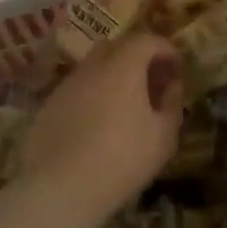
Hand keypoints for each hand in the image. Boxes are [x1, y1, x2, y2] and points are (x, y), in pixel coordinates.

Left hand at [20, 33, 183, 222]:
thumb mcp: (163, 137)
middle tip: (153, 82)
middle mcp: (93, 66)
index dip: (166, 50)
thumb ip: (172, 104)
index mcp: (123, 66)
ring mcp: (67, 84)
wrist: (61, 187)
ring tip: (127, 103)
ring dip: (114, 75)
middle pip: (119, 46)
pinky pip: (78, 88)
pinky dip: (94, 94)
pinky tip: (99, 122)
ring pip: (95, 66)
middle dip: (140, 57)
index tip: (177, 69)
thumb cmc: (122, 158)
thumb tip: (172, 86)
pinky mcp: (49, 104)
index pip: (148, 40)